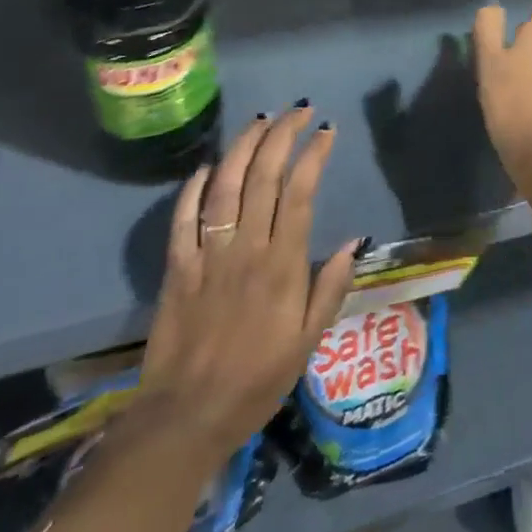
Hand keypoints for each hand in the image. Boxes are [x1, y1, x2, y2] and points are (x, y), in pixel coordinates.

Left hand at [137, 107, 358, 463]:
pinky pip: (183, 219)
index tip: (326, 130)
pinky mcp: (177, 269)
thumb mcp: (307, 342)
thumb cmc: (256, 381)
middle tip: (298, 111)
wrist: (184, 420)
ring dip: (243, 148)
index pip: (300, 192)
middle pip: (263, 177)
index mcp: (282, 265)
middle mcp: (245, 249)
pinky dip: (194, 187)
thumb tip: (354, 242)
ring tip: (261, 121)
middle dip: (282, 136)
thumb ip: (330, 288)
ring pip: (224, 187)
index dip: (313, 155)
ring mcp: (207, 256)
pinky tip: (208, 166)